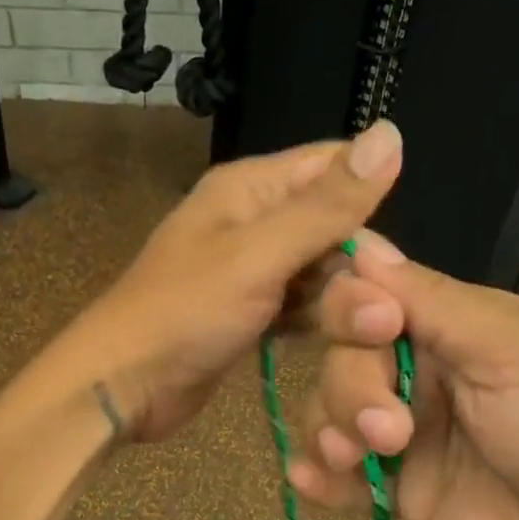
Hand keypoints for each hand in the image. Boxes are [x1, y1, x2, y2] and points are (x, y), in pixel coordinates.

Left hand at [57, 121, 406, 441]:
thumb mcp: (260, 255)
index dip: (370, 203)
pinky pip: (300, 306)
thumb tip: (391, 134)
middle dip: (358, 267)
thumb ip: (325, 205)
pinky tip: (345, 344)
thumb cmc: (185, 313)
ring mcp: (250, 270)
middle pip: (330, 226)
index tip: (396, 263)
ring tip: (371, 336)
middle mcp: (252, 221)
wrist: (123, 385)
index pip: (331, 168)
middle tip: (384, 317)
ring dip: (343, 301)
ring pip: (318, 271)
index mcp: (250, 189)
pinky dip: (320, 321)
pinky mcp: (250, 313)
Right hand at [287, 234, 518, 519]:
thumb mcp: (515, 349)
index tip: (375, 328)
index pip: (372, 294)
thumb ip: (435, 302)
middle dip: (351, 386)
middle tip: (389, 429)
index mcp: (454, 324)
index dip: (353, 305)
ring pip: (330, 408)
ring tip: (356, 462)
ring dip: (330, 428)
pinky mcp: (396, 486)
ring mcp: (405, 431)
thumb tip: (363, 243)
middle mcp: (422, 370)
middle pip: (342, 354)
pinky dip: (318, 474)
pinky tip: (316, 485)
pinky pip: (336, 470)